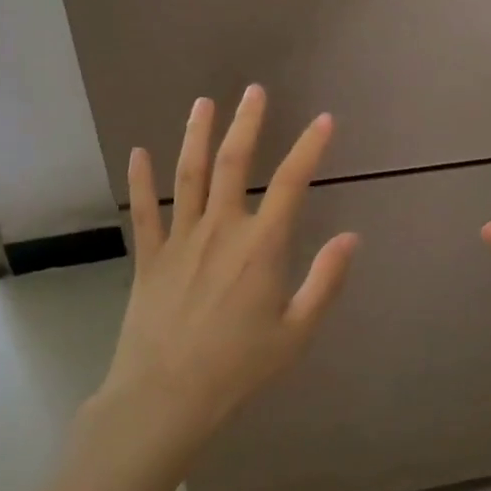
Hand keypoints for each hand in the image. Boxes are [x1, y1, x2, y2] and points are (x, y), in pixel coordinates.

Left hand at [96, 86, 359, 457]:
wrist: (164, 399)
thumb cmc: (238, 369)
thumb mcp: (296, 333)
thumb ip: (325, 281)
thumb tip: (352, 237)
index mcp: (261, 247)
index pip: (292, 183)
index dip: (309, 147)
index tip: (324, 120)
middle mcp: (221, 230)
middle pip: (234, 164)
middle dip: (246, 124)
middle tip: (254, 91)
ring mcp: (180, 240)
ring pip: (189, 176)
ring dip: (197, 136)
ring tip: (203, 103)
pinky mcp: (149, 257)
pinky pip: (144, 211)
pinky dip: (140, 181)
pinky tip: (137, 152)